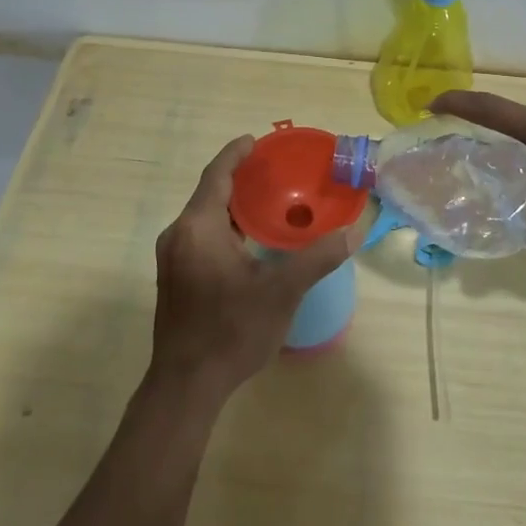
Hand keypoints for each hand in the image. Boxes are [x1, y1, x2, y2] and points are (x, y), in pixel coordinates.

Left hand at [149, 136, 351, 406]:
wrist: (186, 385)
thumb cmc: (231, 331)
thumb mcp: (280, 292)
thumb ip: (316, 258)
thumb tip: (353, 231)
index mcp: (198, 228)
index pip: (217, 175)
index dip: (236, 154)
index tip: (257, 140)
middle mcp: (179, 235)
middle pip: (210, 193)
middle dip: (240, 179)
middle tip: (275, 171)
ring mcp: (173, 258)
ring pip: (205, 217)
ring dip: (234, 205)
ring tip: (269, 201)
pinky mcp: (175, 277)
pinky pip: (201, 236)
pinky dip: (226, 226)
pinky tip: (251, 240)